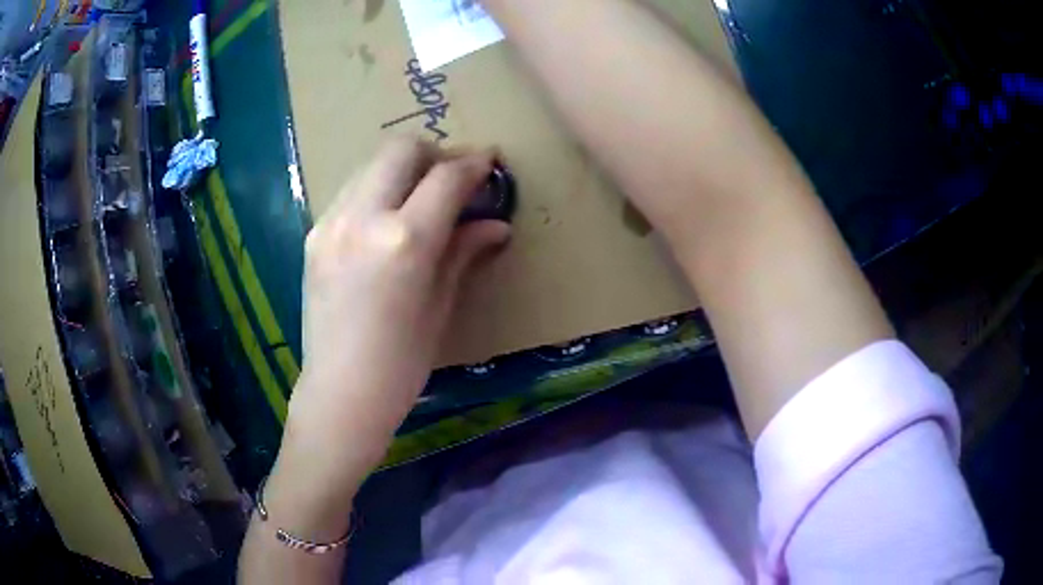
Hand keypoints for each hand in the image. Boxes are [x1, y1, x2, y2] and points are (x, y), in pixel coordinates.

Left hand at [270, 138, 510, 519]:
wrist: (339, 392)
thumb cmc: (401, 363)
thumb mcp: (440, 305)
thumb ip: (464, 251)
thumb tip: (497, 224)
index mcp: (403, 240)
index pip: (446, 177)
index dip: (474, 164)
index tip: (490, 162)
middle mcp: (363, 218)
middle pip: (402, 149)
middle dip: (435, 153)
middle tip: (454, 177)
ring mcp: (332, 223)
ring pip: (372, 163)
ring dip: (403, 168)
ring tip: (421, 196)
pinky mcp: (314, 234)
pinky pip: (351, 191)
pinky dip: (377, 189)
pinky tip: (387, 219)